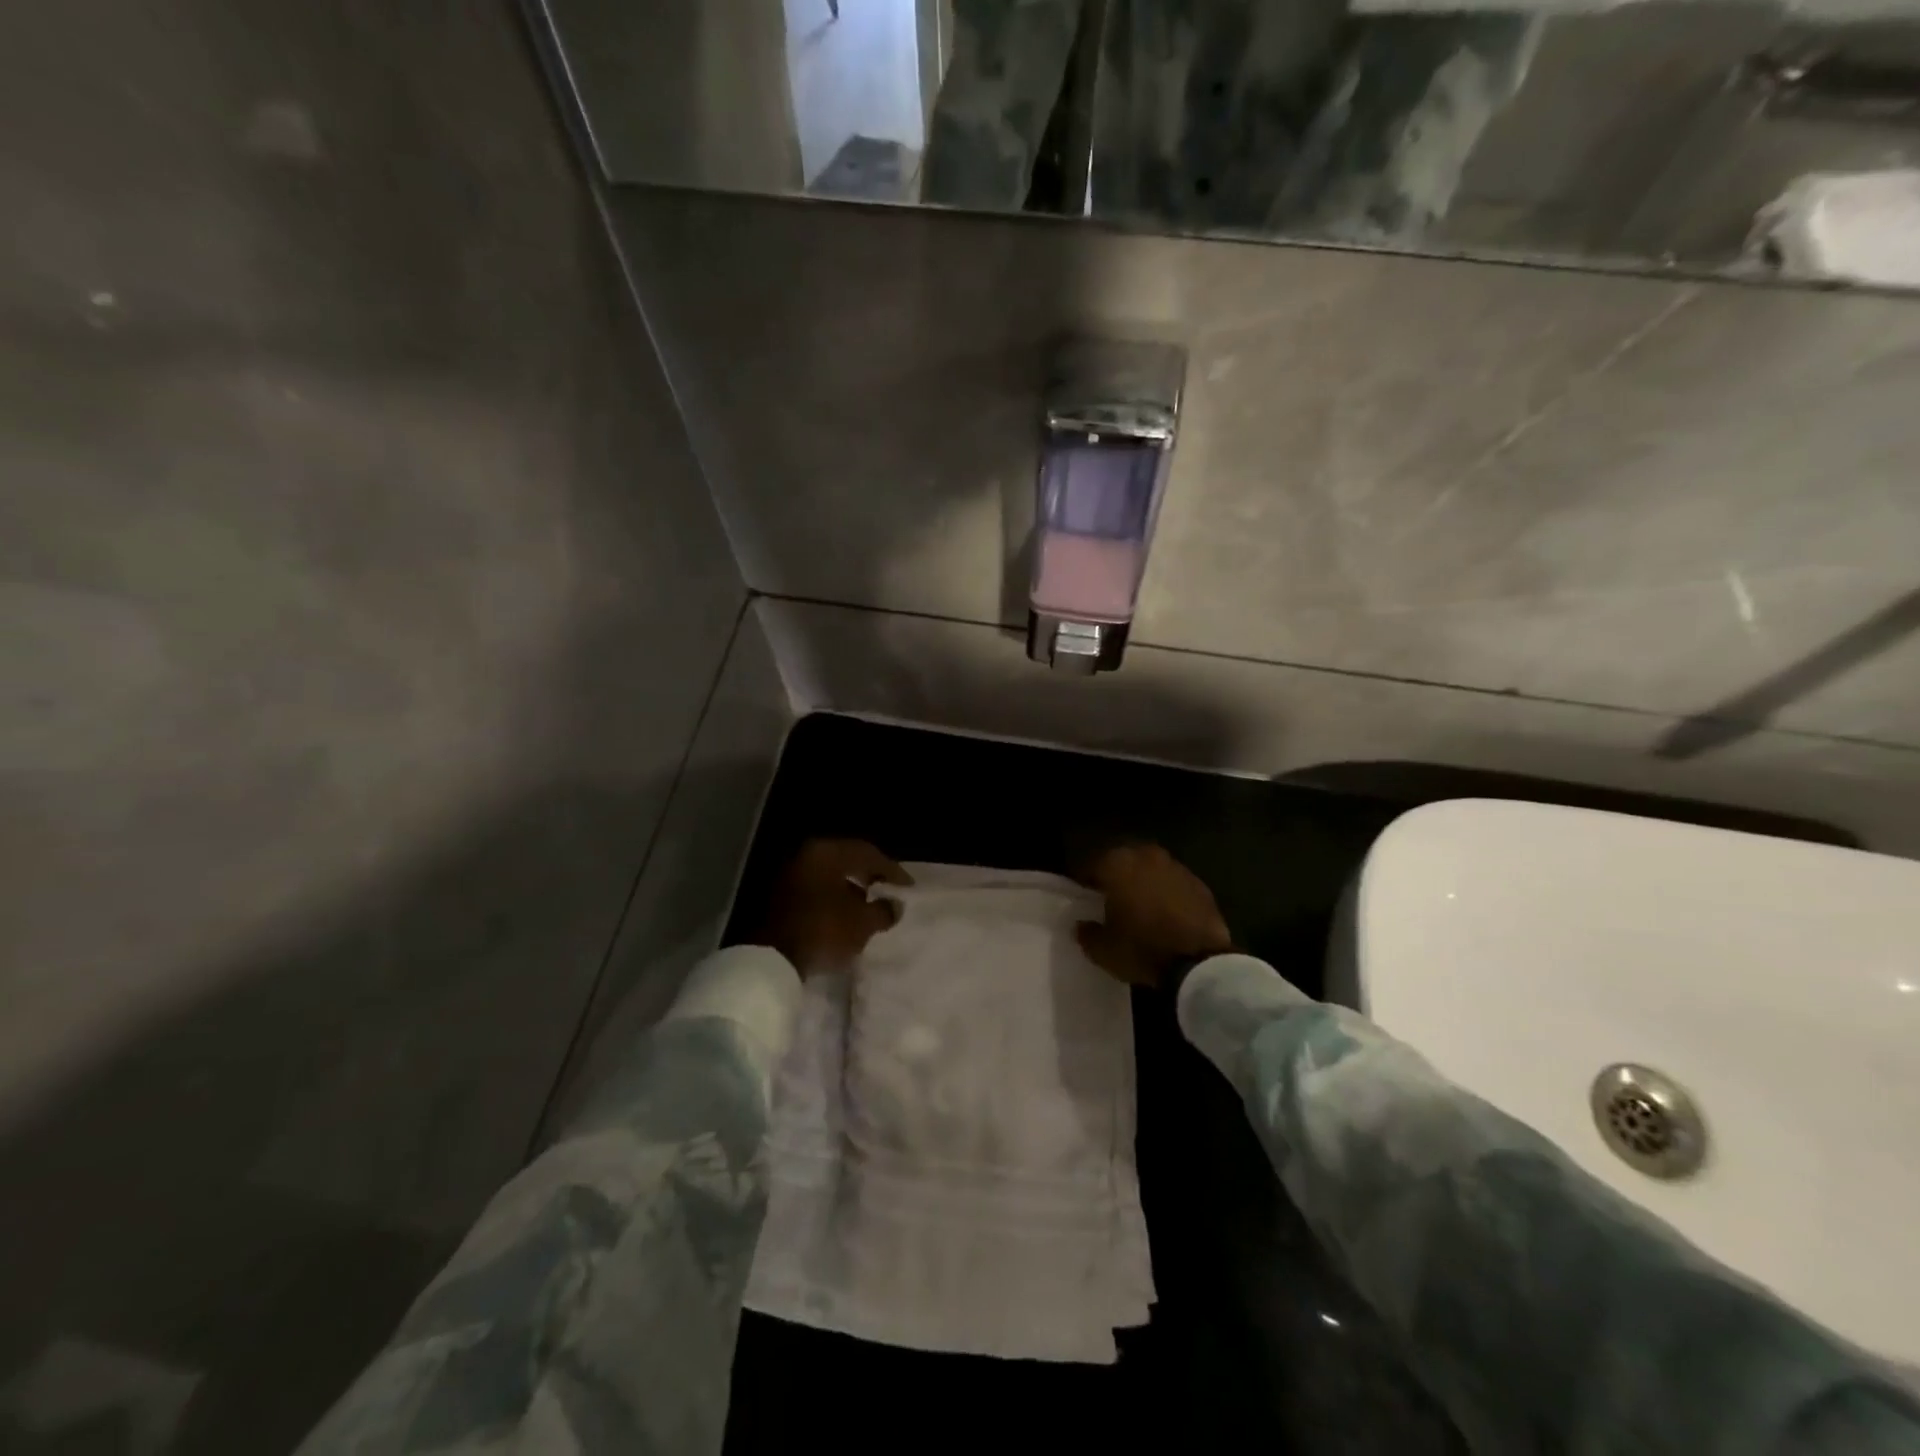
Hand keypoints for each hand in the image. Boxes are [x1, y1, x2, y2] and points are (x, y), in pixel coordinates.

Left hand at [754, 839, 912, 975]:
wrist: (772, 959)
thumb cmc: (823, 930)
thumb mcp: (863, 923)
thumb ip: (884, 910)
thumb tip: (894, 905)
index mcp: (827, 852)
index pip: (868, 853)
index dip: (892, 870)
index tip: (908, 887)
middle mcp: (807, 855)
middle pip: (847, 861)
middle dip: (870, 876)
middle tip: (890, 891)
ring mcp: (790, 874)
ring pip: (830, 876)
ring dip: (851, 889)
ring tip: (870, 907)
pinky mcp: (780, 896)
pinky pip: (816, 891)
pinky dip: (834, 899)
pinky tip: (846, 917)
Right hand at [1074, 843, 1231, 988]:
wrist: (1199, 963)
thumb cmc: (1142, 949)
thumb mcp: (1103, 950)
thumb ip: (1087, 932)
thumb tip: (1082, 925)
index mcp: (1117, 864)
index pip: (1091, 864)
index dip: (1084, 880)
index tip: (1082, 895)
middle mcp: (1146, 856)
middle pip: (1123, 860)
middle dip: (1115, 875)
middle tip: (1109, 897)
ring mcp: (1176, 867)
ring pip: (1150, 868)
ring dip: (1142, 881)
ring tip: (1138, 904)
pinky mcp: (1199, 884)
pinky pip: (1173, 883)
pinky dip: (1166, 892)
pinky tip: (1164, 913)